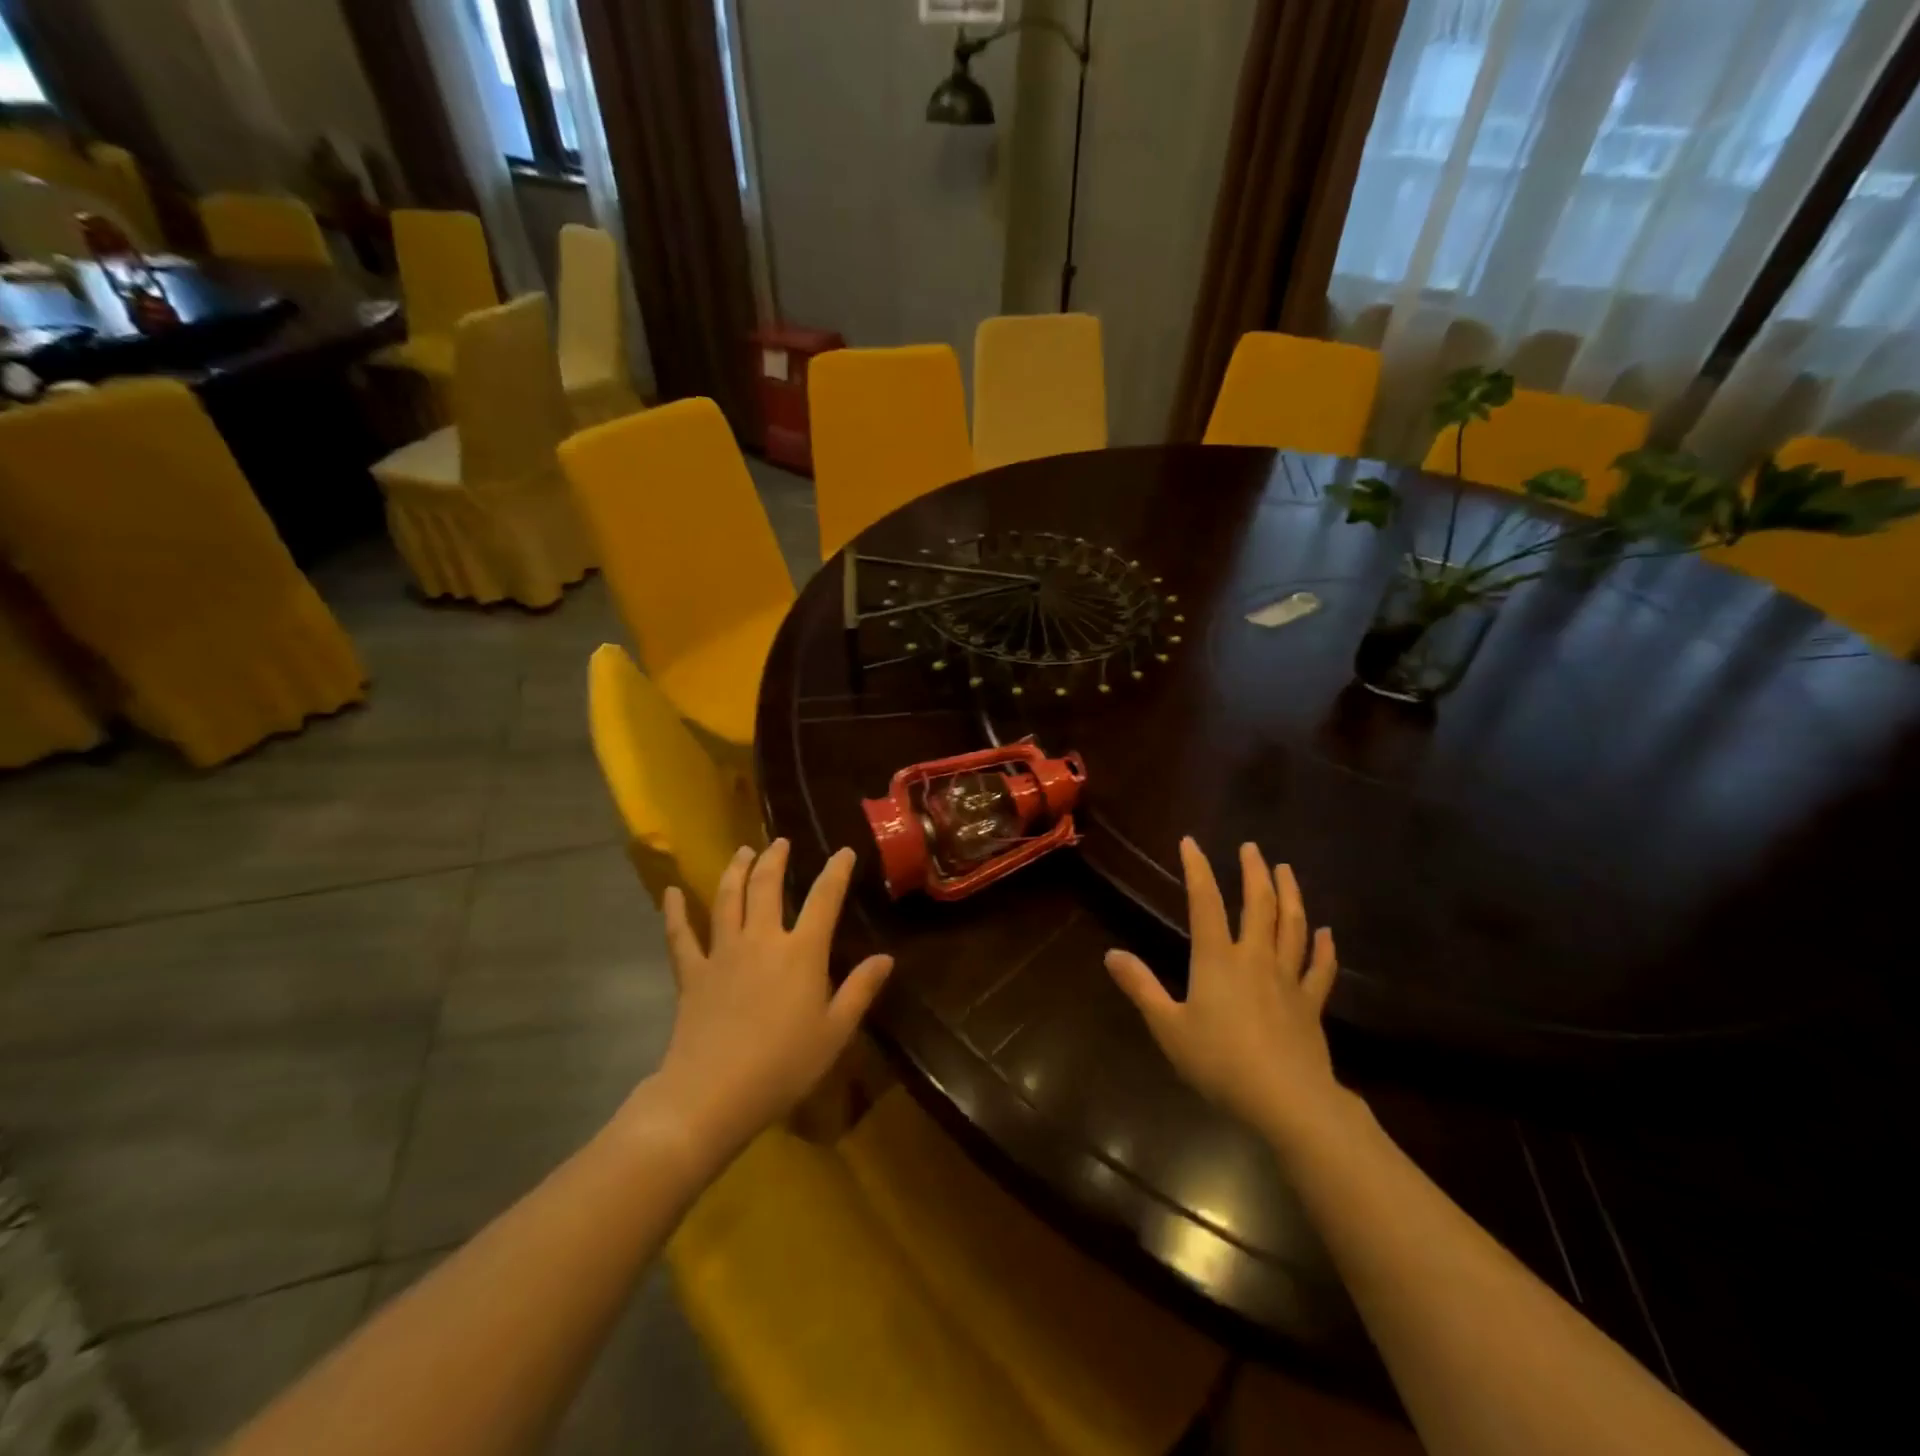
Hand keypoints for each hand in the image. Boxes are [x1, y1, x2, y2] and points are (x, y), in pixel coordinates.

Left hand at [650, 840, 892, 1154]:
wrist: (712, 1094)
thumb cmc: (783, 1066)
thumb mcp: (834, 1032)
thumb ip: (860, 990)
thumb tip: (886, 958)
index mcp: (802, 952)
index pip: (824, 899)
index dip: (836, 872)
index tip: (844, 852)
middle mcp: (761, 939)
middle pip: (767, 886)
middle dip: (776, 859)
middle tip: (780, 842)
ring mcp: (722, 953)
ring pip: (727, 899)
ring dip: (736, 870)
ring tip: (743, 851)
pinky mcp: (692, 973)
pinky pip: (680, 935)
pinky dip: (675, 912)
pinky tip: (672, 891)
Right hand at [1105, 838, 1342, 1144]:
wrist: (1287, 1100)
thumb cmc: (1220, 1062)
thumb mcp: (1168, 1027)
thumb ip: (1141, 987)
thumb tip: (1111, 953)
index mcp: (1217, 959)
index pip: (1205, 902)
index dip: (1198, 869)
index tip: (1191, 842)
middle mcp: (1254, 958)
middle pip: (1259, 904)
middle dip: (1254, 872)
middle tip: (1252, 847)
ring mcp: (1288, 979)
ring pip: (1293, 927)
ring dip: (1291, 895)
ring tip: (1287, 871)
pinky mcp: (1311, 1004)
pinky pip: (1319, 968)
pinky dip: (1323, 947)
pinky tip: (1326, 933)